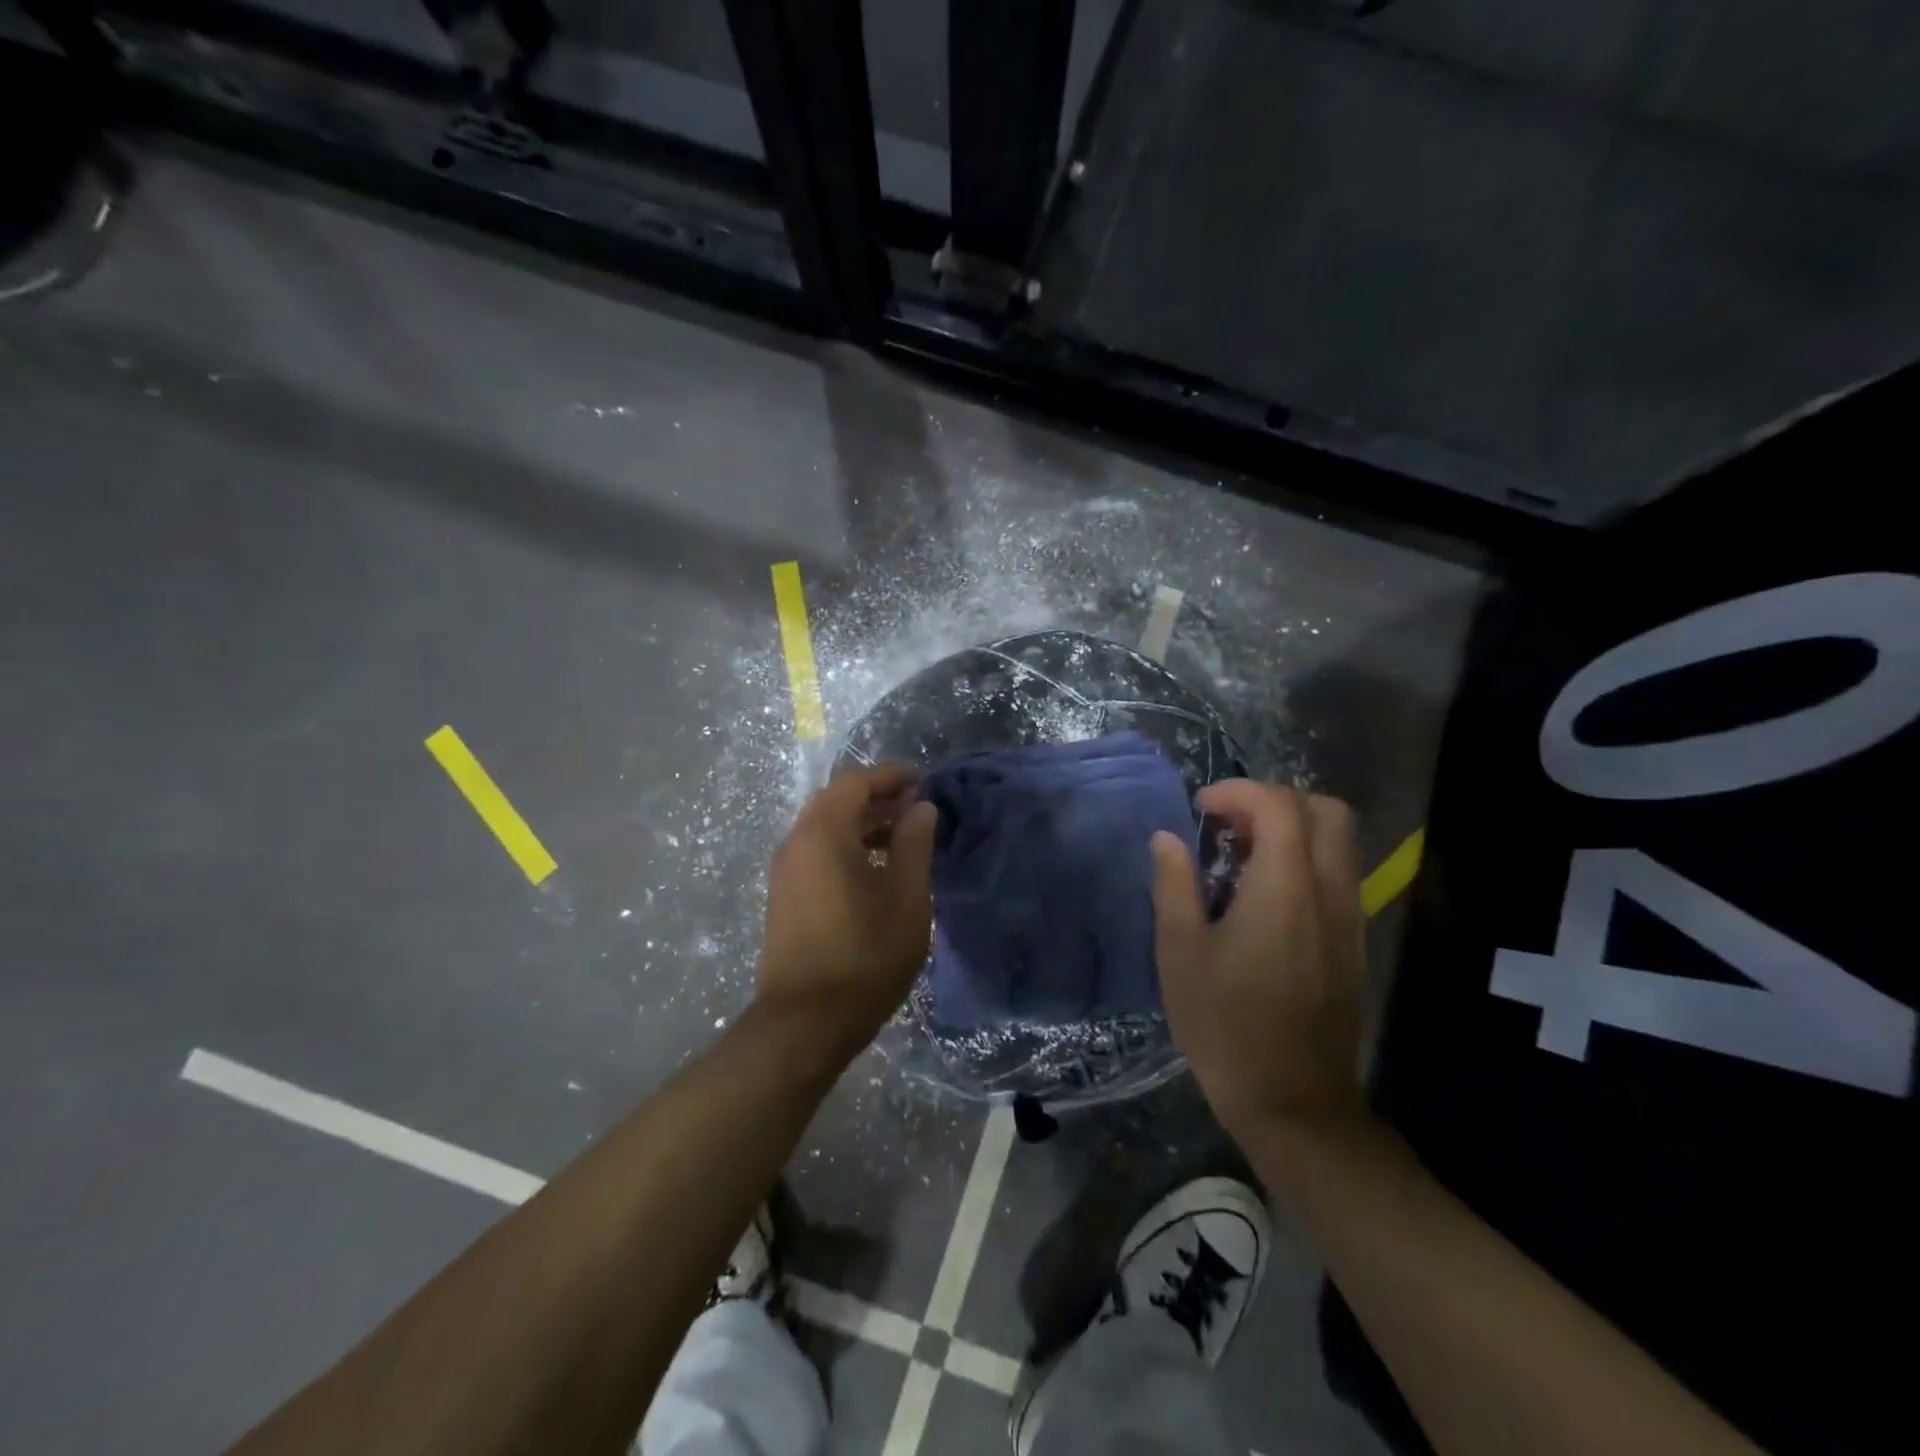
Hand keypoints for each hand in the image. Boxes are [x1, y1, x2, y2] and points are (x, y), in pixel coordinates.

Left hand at [758, 763, 938, 1048]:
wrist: (806, 1022)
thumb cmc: (865, 954)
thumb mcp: (906, 896)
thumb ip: (914, 843)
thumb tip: (920, 808)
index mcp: (823, 833)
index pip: (856, 783)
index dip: (890, 776)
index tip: (922, 779)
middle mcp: (796, 843)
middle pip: (836, 802)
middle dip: (877, 797)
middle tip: (915, 805)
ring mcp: (785, 872)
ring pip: (825, 828)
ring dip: (862, 823)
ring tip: (901, 836)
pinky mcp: (785, 897)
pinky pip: (817, 852)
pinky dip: (846, 846)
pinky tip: (874, 869)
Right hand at [1150, 780, 1367, 1140]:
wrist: (1295, 1103)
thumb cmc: (1226, 1025)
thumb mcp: (1180, 953)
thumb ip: (1174, 885)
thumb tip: (1168, 839)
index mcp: (1285, 888)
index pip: (1278, 805)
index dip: (1238, 792)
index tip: (1201, 809)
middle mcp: (1329, 892)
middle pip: (1325, 810)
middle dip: (1274, 800)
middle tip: (1229, 824)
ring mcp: (1350, 919)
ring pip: (1339, 842)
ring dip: (1292, 829)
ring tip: (1242, 856)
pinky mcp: (1353, 944)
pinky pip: (1338, 875)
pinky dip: (1305, 860)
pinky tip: (1264, 897)